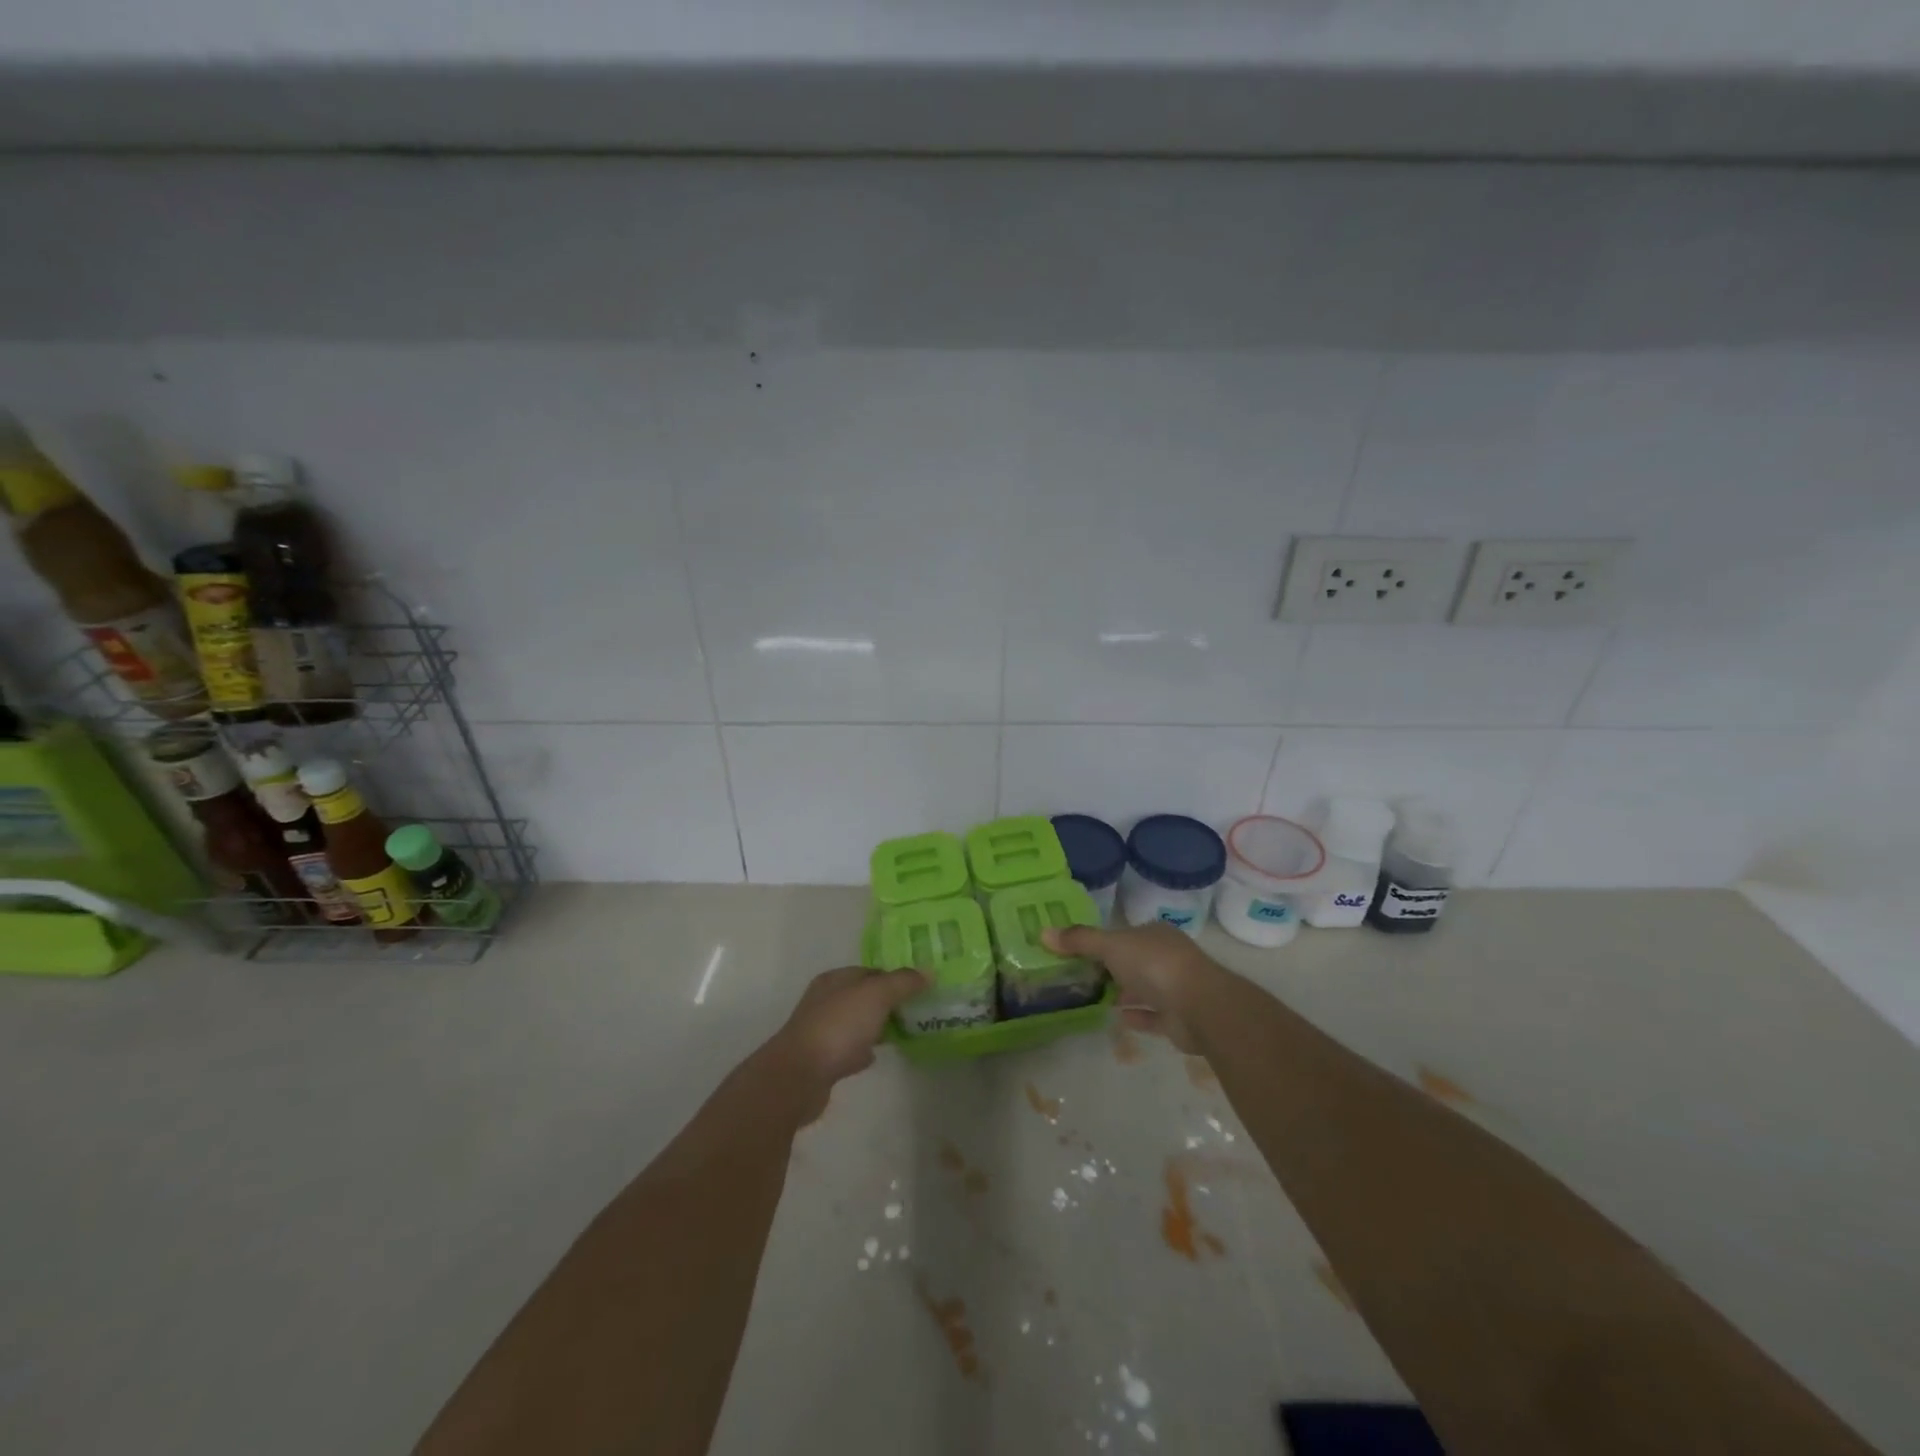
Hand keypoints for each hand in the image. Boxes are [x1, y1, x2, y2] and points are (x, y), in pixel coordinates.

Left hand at [769, 966, 927, 1099]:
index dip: (895, 976)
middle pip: (864, 997)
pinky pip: (849, 1050)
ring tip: (905, 1032)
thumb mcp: (876, 995)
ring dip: (877, 1026)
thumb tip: (928, 972)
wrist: (800, 1077)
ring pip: (857, 1023)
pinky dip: (864, 1050)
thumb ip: (903, 982)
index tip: (920, 987)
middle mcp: (825, 1001)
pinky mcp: (822, 1061)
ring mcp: (822, 1032)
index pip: (870, 971)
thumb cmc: (838, 1027)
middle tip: (918, 1010)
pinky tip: (878, 1056)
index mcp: (835, 980)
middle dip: (889, 1002)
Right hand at [1041, 922, 1224, 1052]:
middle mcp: (1167, 957)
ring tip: (1093, 998)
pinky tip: (1116, 1018)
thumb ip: (1079, 941)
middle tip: (1080, 977)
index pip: (1125, 935)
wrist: (1199, 1006)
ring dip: (1123, 992)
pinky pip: (1151, 1016)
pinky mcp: (1178, 1019)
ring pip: (1143, 988)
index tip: (1078, 952)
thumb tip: (1042, 932)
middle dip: (1111, 969)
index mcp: (1155, 934)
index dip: (1103, 942)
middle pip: (1134, 961)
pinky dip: (1135, 1016)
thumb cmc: (1154, 965)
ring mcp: (1175, 988)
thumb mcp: (1110, 946)